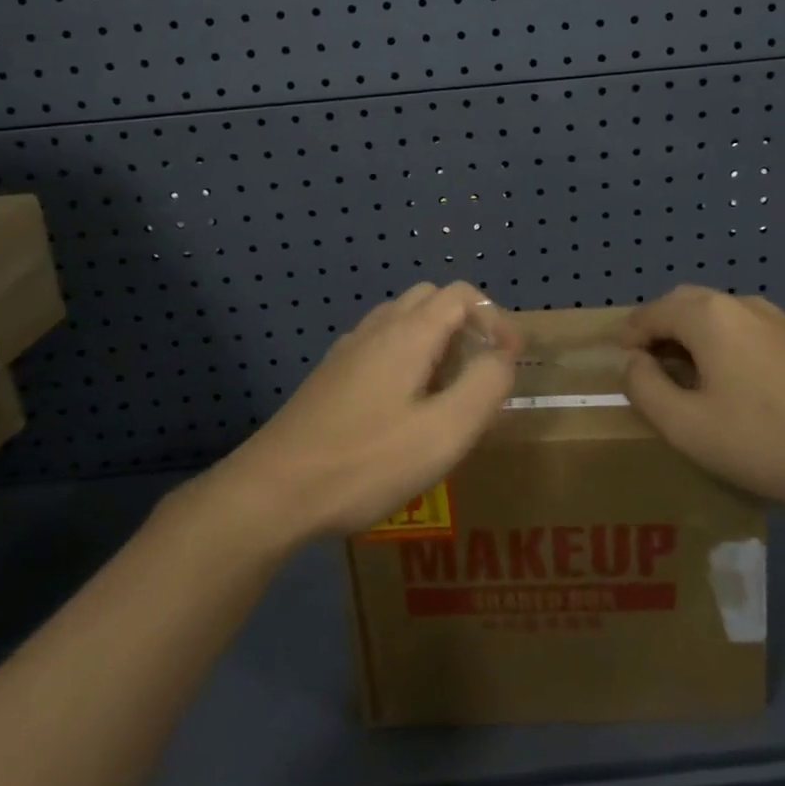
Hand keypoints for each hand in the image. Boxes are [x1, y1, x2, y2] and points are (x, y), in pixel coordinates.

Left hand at [215, 282, 519, 542]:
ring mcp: (348, 350)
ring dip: (436, 339)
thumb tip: (502, 357)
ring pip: (403, 320)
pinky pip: (380, 344)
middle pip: (431, 299)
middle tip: (481, 369)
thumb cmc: (367, 461)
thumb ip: (484, 387)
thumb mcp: (444, 432)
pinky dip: (408, 355)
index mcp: (408, 333)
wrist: (274, 490)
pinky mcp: (331, 375)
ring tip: (448, 388)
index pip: (462, 295)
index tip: (510, 359)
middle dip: (467, 324)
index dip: (495, 318)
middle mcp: (377, 328)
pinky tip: (405, 404)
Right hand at [621, 287, 784, 513]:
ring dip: (703, 335)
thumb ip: (645, 389)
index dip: (630, 334)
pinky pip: (764, 335)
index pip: (652, 312)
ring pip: (730, 317)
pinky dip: (741, 348)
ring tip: (700, 373)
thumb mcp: (687, 428)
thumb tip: (632, 362)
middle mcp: (746, 306)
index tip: (621, 358)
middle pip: (690, 303)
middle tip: (652, 360)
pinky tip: (755, 386)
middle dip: (664, 326)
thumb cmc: (768, 442)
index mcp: (709, 317)